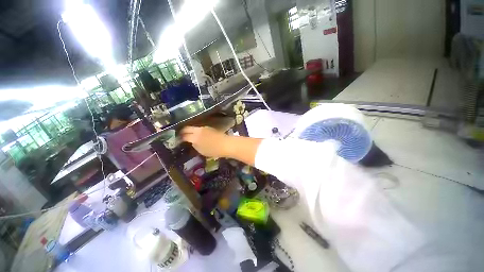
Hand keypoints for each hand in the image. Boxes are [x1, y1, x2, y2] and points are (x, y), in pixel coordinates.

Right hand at [180, 126, 229, 157]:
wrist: (226, 144)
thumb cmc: (214, 150)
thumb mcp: (202, 151)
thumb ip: (195, 145)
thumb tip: (192, 141)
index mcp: (195, 137)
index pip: (184, 135)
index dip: (179, 137)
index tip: (177, 139)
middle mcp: (198, 130)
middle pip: (187, 128)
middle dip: (183, 131)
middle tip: (181, 135)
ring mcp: (205, 128)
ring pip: (194, 128)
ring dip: (190, 131)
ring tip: (189, 135)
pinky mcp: (210, 128)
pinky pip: (200, 128)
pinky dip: (197, 131)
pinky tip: (198, 135)